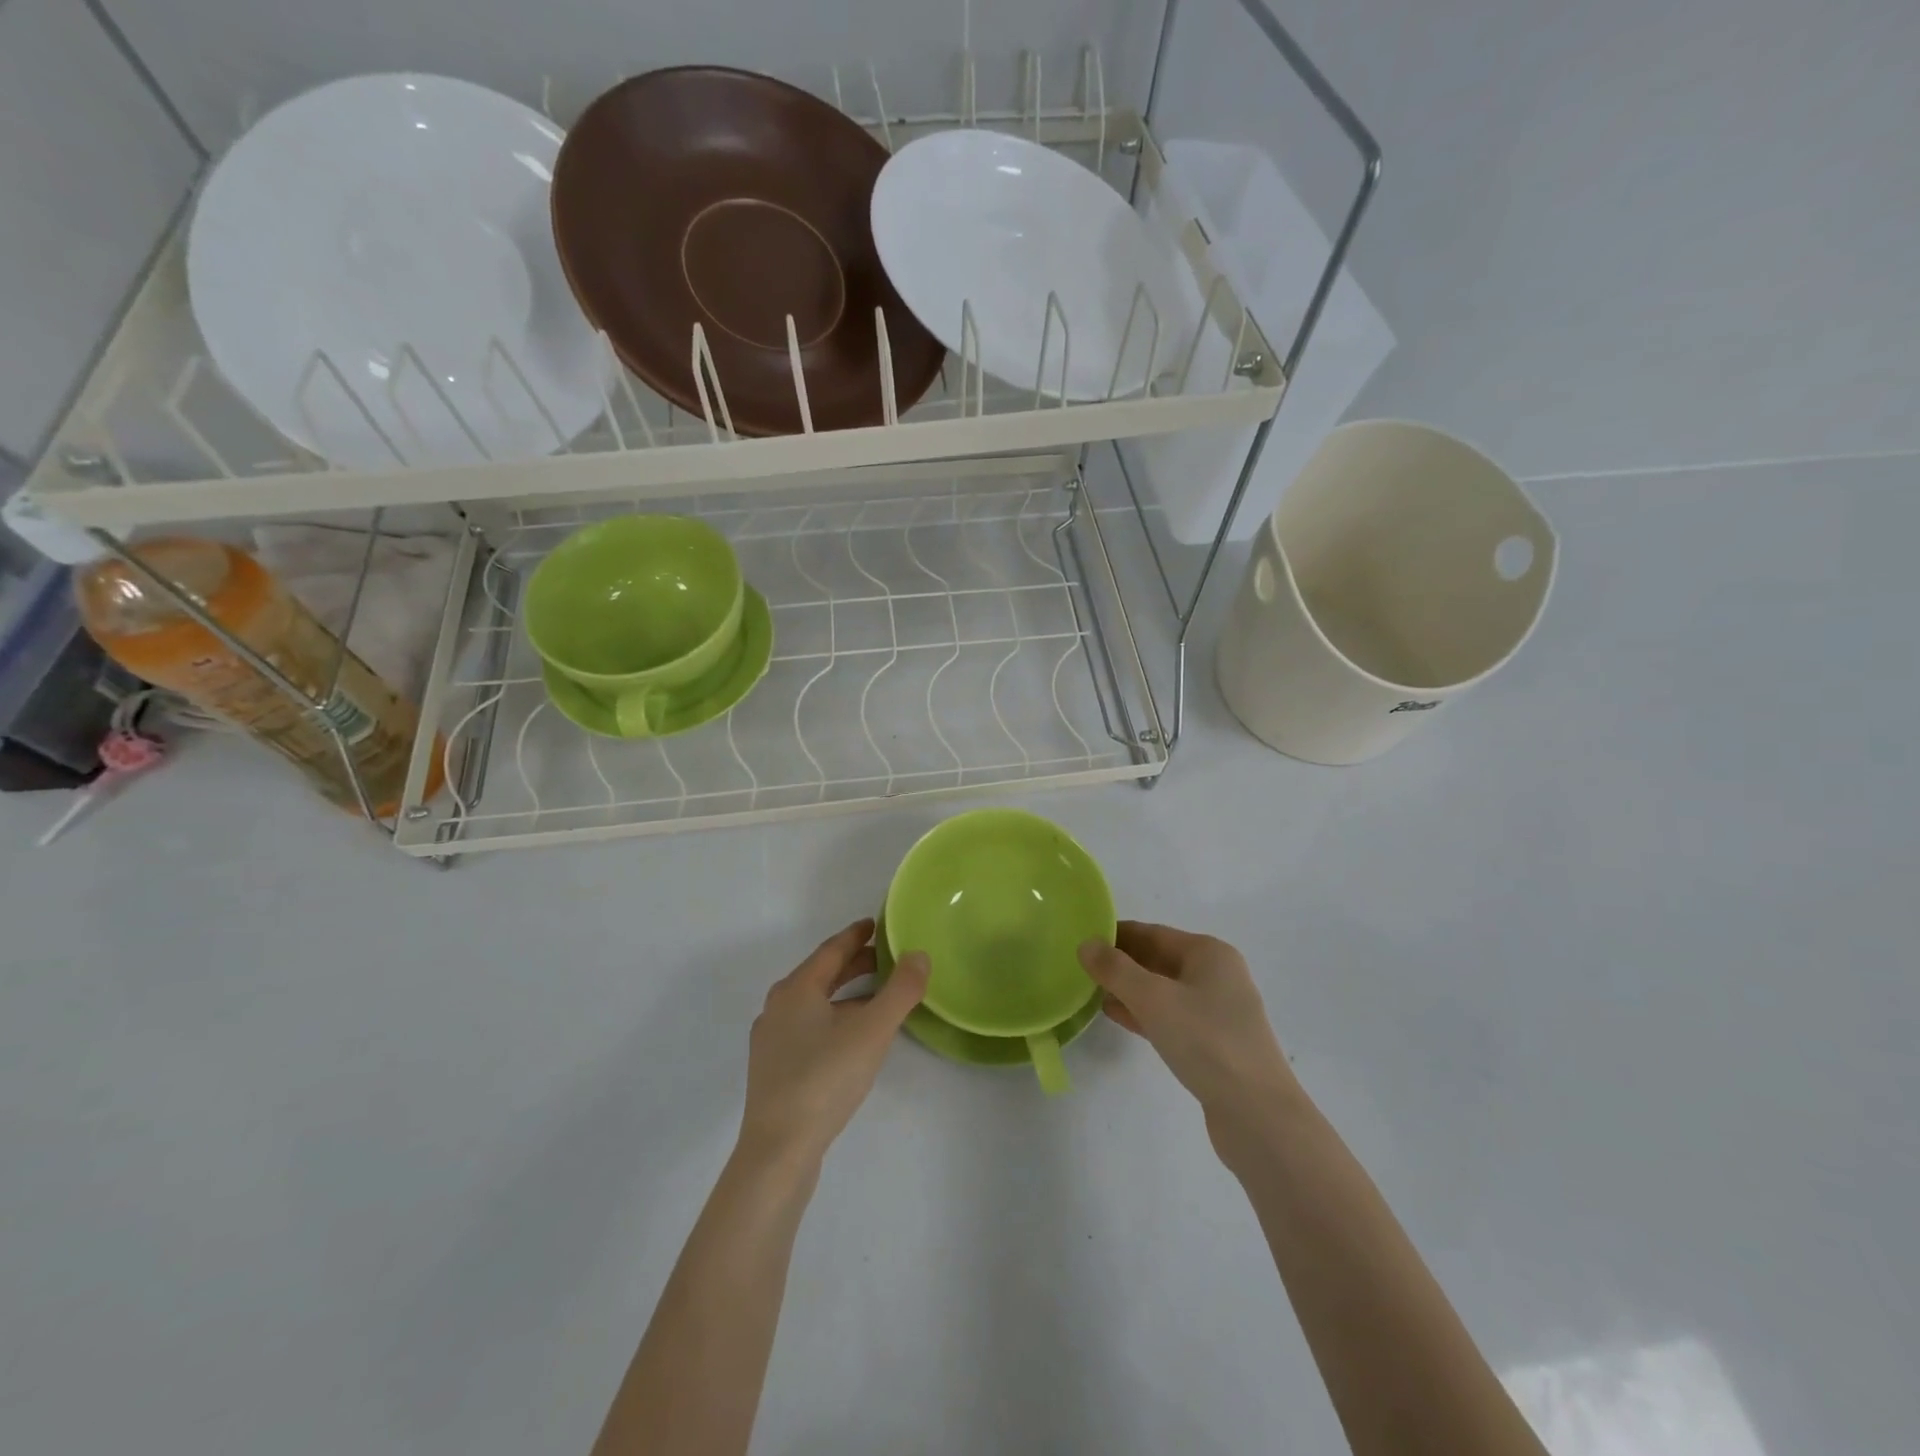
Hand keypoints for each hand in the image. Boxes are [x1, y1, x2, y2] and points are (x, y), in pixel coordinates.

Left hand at [739, 919, 929, 1165]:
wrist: (778, 1151)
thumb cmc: (825, 1079)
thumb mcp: (872, 1030)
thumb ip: (900, 990)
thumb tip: (919, 954)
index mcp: (796, 989)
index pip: (831, 950)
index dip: (856, 935)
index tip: (875, 924)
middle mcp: (778, 1007)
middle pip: (821, 975)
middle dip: (853, 964)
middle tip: (886, 959)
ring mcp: (772, 1040)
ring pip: (814, 1004)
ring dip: (845, 994)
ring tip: (875, 999)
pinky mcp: (774, 1070)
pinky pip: (808, 1028)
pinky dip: (833, 1019)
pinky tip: (851, 1040)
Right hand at [1079, 922, 1301, 1152]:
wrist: (1258, 1116)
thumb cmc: (1206, 1041)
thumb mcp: (1153, 999)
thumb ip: (1115, 969)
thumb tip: (1086, 944)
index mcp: (1210, 953)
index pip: (1153, 933)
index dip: (1117, 934)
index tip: (1082, 938)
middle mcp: (1217, 975)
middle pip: (1158, 959)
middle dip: (1121, 962)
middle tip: (1080, 965)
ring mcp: (1217, 1012)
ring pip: (1163, 990)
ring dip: (1129, 989)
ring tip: (1090, 989)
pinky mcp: (1213, 1044)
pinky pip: (1170, 1017)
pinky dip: (1143, 1013)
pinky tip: (1115, 1016)